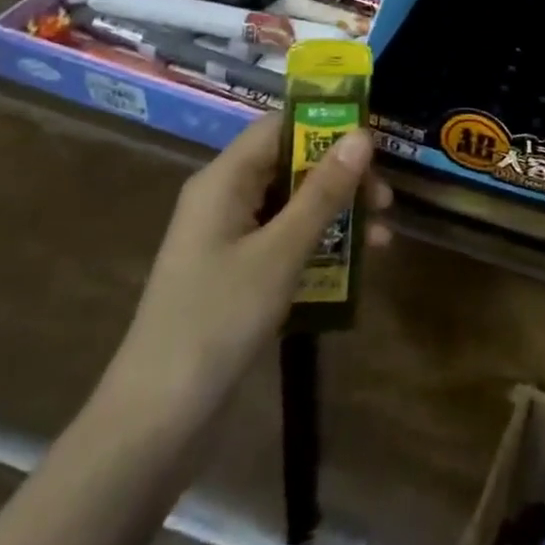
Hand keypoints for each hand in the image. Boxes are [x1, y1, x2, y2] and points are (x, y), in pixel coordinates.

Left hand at [96, 115, 390, 439]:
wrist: (157, 419)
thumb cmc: (218, 320)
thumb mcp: (281, 252)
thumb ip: (323, 192)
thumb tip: (362, 136)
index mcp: (224, 181)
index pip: (280, 126)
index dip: (327, 124)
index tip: (375, 140)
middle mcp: (225, 199)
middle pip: (291, 165)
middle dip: (342, 177)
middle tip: (387, 199)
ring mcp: (230, 239)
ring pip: (293, 206)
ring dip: (338, 214)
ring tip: (384, 236)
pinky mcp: (237, 275)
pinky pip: (286, 241)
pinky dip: (321, 246)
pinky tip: (357, 267)